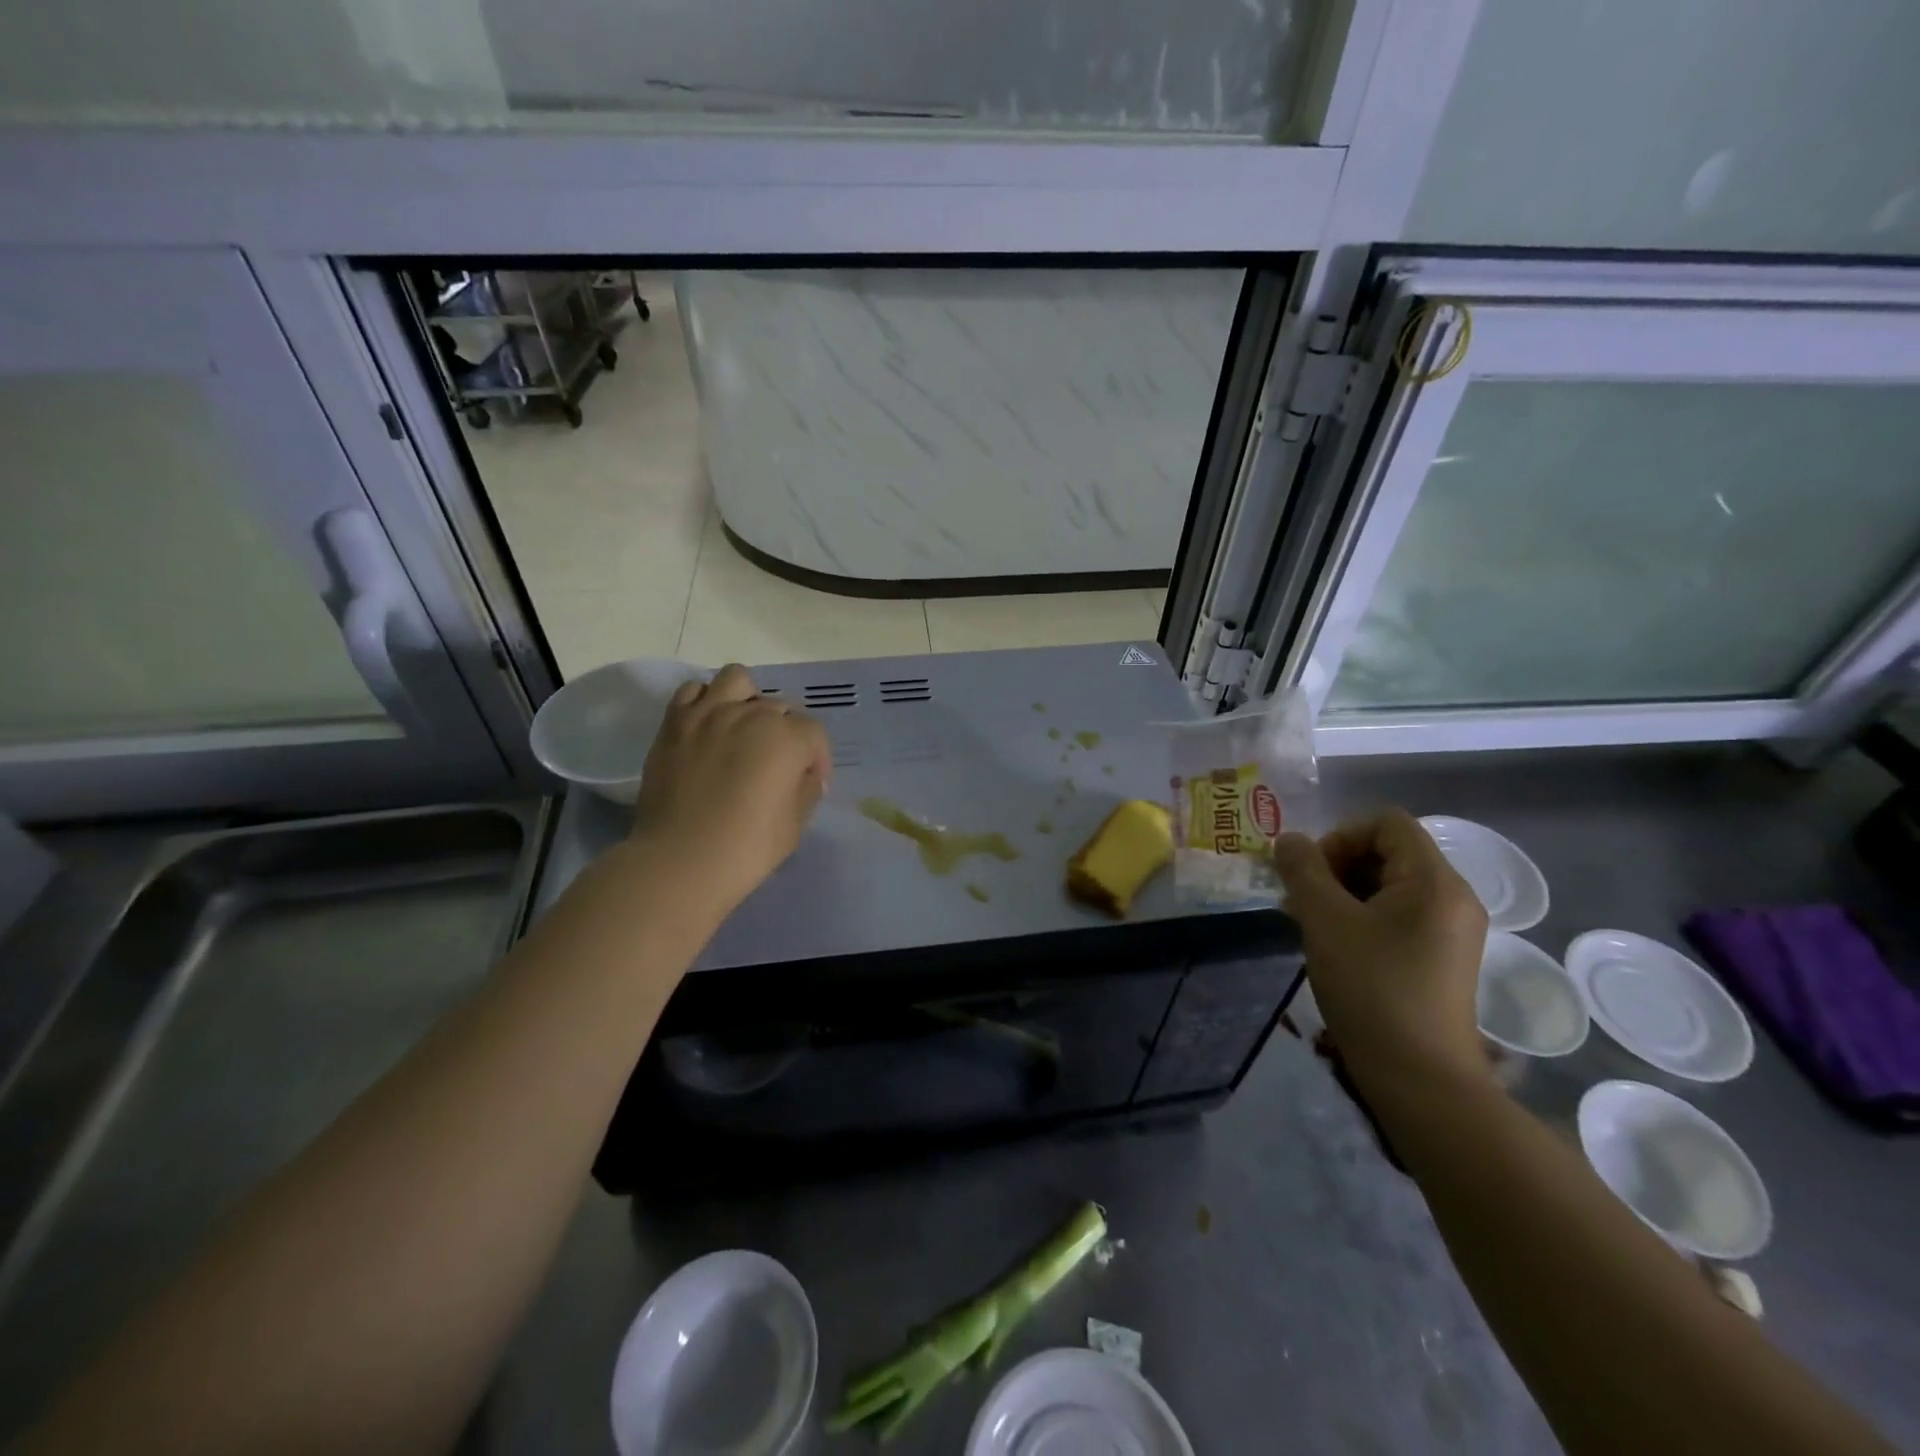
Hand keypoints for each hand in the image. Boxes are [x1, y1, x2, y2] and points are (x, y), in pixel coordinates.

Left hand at [628, 664, 832, 914]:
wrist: (680, 860)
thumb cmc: (747, 848)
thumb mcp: (795, 824)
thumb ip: (806, 791)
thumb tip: (805, 775)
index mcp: (787, 738)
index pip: (814, 734)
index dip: (817, 759)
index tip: (811, 782)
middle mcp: (750, 714)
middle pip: (779, 708)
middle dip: (785, 733)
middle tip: (777, 764)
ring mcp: (708, 714)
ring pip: (738, 680)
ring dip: (748, 699)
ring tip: (743, 728)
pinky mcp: (674, 723)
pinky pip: (692, 690)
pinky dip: (706, 701)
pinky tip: (709, 726)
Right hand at [1272, 809, 1488, 1093]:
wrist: (1420, 1078)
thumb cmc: (1372, 988)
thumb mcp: (1324, 921)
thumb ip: (1303, 870)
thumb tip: (1289, 840)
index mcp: (1434, 881)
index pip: (1386, 822)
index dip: (1340, 836)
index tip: (1311, 874)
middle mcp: (1452, 897)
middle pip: (1389, 851)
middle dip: (1337, 865)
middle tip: (1302, 899)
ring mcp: (1451, 929)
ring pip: (1390, 884)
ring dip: (1344, 891)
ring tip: (1310, 923)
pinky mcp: (1443, 957)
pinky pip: (1398, 914)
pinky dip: (1362, 916)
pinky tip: (1334, 944)